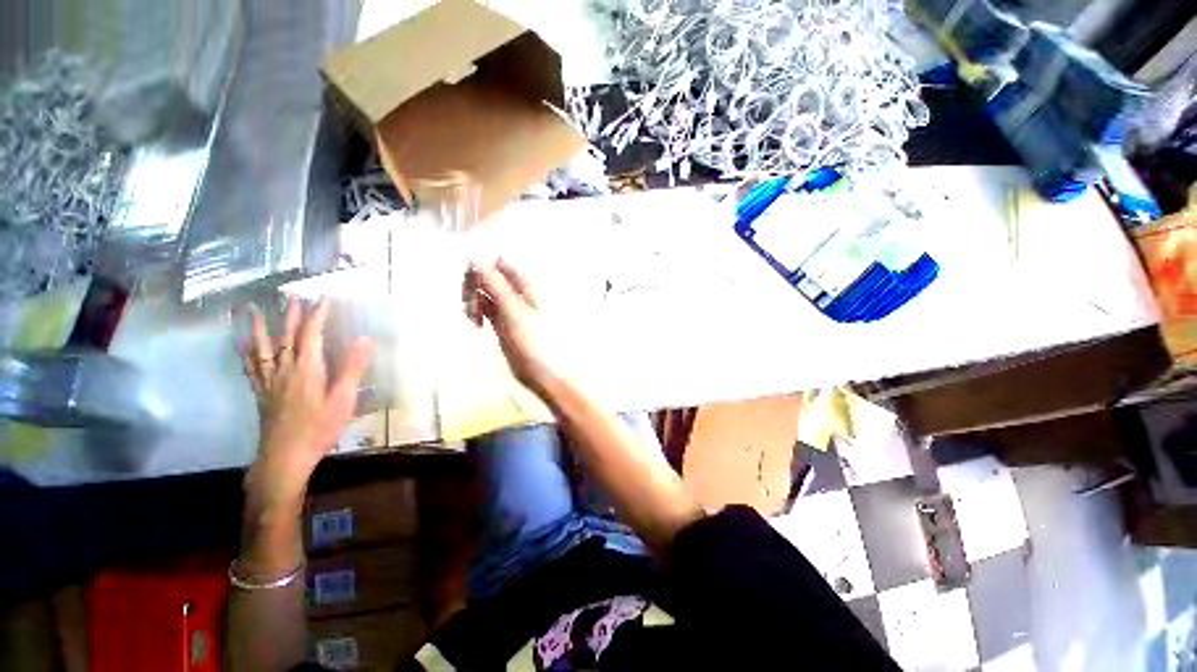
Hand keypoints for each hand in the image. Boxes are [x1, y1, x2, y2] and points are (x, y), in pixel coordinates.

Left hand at [242, 297, 372, 512]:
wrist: (285, 457)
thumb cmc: (319, 428)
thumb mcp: (343, 399)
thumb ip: (353, 368)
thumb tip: (364, 339)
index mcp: (307, 369)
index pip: (311, 334)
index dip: (317, 315)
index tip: (323, 299)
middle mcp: (285, 369)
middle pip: (286, 337)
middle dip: (291, 316)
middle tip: (292, 296)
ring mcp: (269, 381)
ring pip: (263, 348)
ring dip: (261, 328)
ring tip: (256, 311)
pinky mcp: (261, 393)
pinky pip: (251, 367)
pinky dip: (246, 352)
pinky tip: (242, 346)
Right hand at [463, 259, 560, 395]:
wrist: (542, 372)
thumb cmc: (535, 340)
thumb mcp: (514, 311)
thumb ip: (495, 285)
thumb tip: (476, 258)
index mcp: (526, 287)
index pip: (500, 265)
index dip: (483, 265)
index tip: (466, 272)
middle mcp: (517, 295)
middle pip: (490, 278)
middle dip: (475, 284)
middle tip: (468, 300)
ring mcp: (508, 309)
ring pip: (485, 293)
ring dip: (474, 299)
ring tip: (471, 317)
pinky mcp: (501, 324)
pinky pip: (484, 309)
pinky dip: (476, 312)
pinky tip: (474, 322)